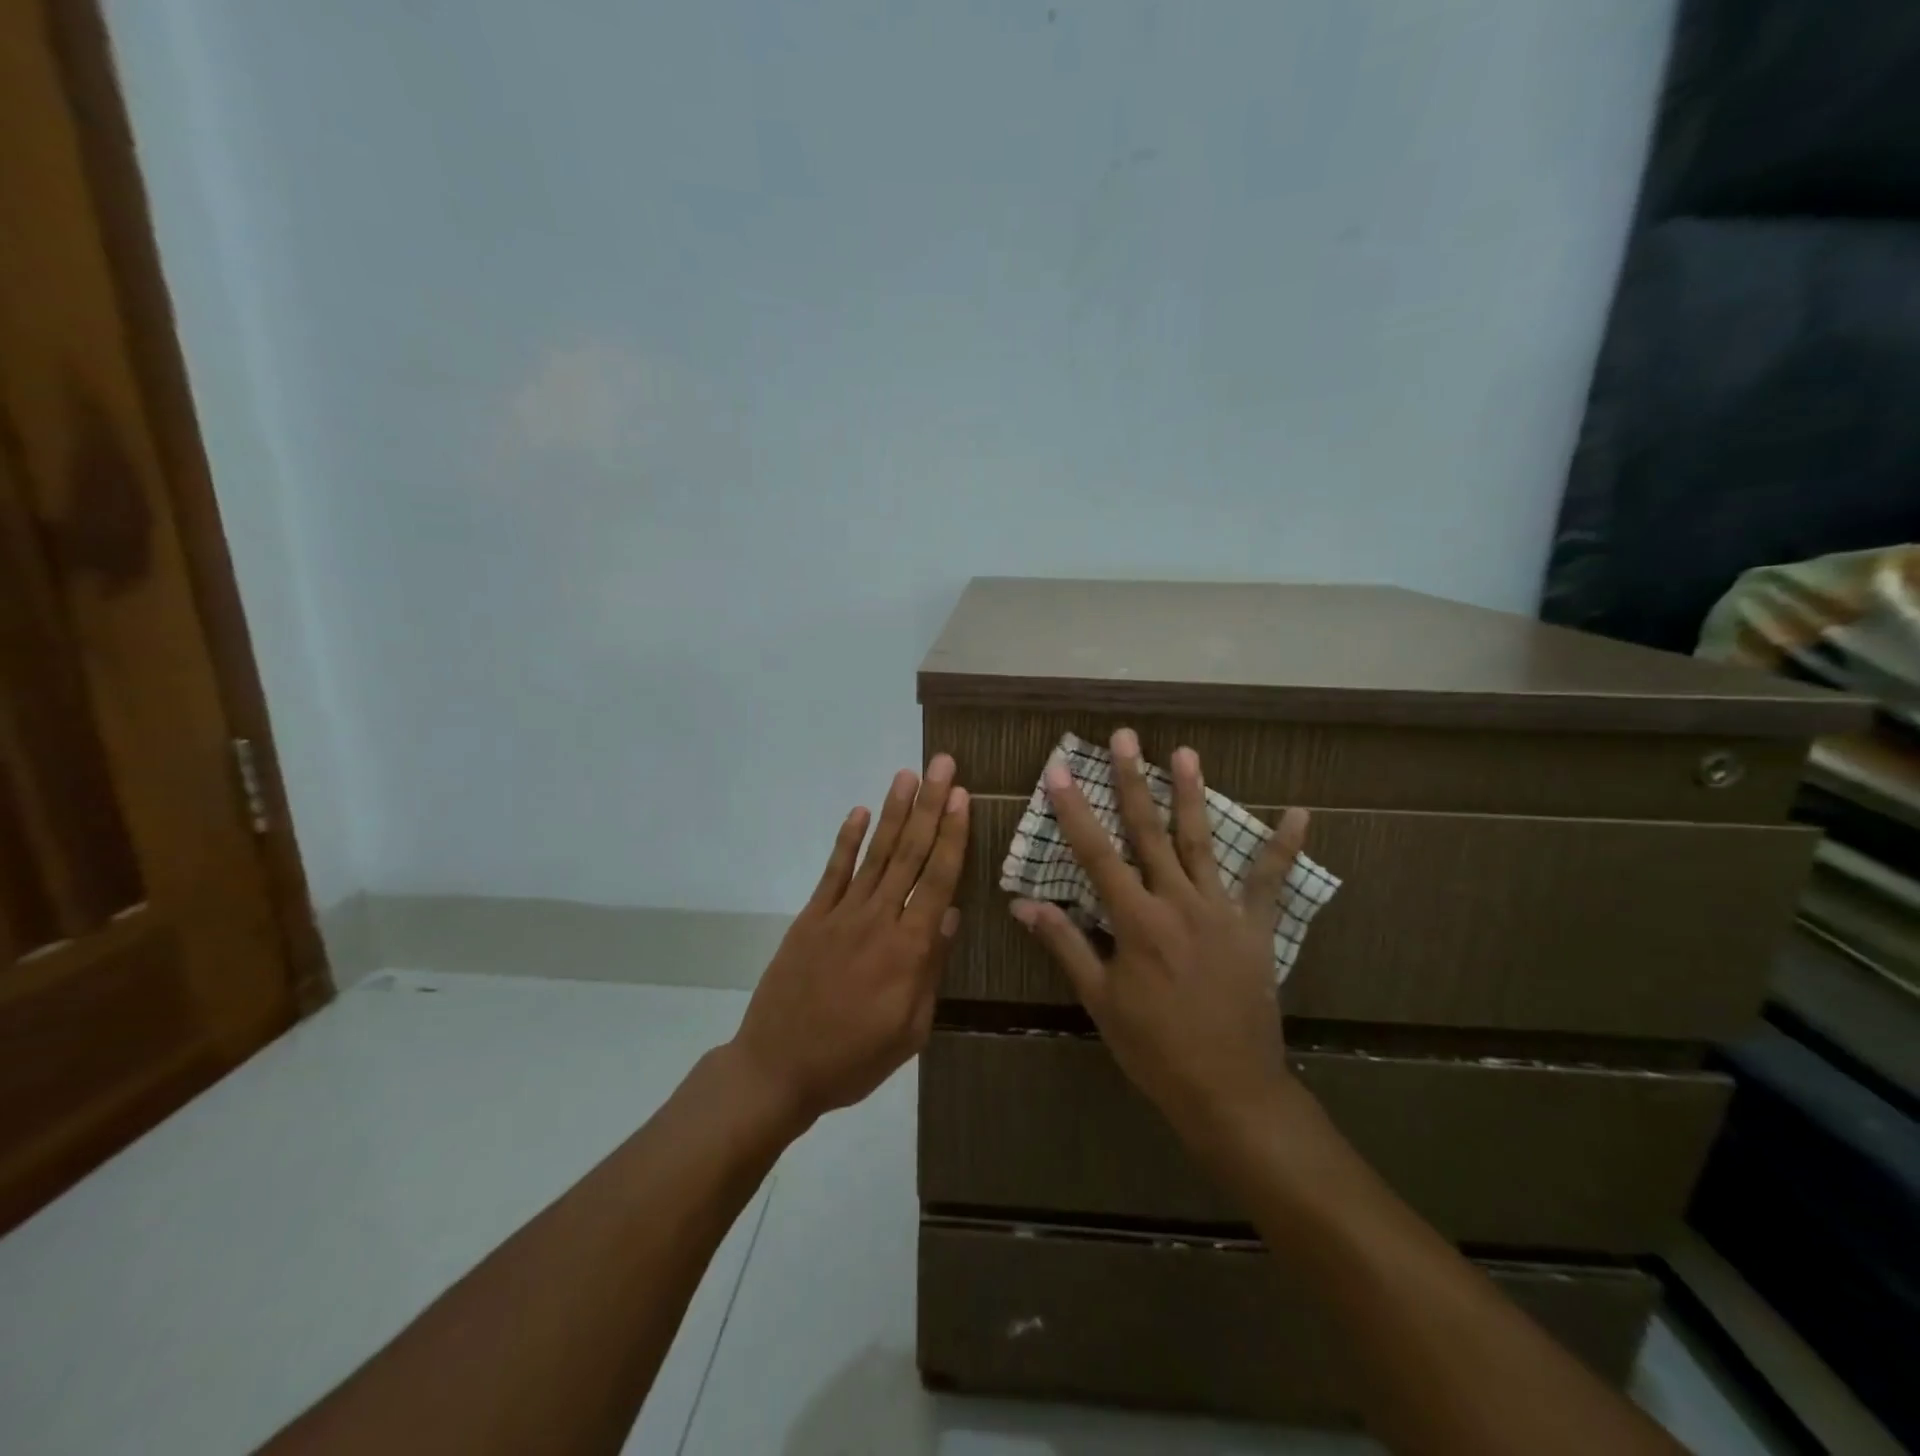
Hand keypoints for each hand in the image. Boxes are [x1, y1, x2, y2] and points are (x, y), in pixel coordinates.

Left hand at [730, 756, 969, 1128]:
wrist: (778, 1068)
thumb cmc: (854, 1059)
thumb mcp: (910, 1031)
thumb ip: (931, 969)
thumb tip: (950, 915)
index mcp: (908, 949)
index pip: (938, 879)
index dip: (952, 835)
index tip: (961, 796)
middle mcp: (878, 919)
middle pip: (910, 853)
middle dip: (929, 806)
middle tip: (942, 765)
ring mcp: (841, 914)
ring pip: (875, 854)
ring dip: (893, 811)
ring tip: (907, 775)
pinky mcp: (811, 917)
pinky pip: (834, 872)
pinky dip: (847, 840)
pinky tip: (860, 812)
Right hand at [1010, 729, 1308, 1142]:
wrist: (1229, 1090)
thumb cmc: (1154, 1048)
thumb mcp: (1100, 1000)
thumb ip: (1065, 944)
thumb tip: (1023, 903)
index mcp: (1136, 922)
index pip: (1097, 854)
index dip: (1075, 811)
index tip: (1058, 771)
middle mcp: (1177, 903)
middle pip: (1149, 832)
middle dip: (1132, 781)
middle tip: (1124, 738)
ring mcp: (1220, 912)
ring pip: (1201, 842)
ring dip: (1192, 794)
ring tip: (1185, 752)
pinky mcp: (1255, 928)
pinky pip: (1271, 882)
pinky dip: (1285, 847)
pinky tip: (1301, 813)